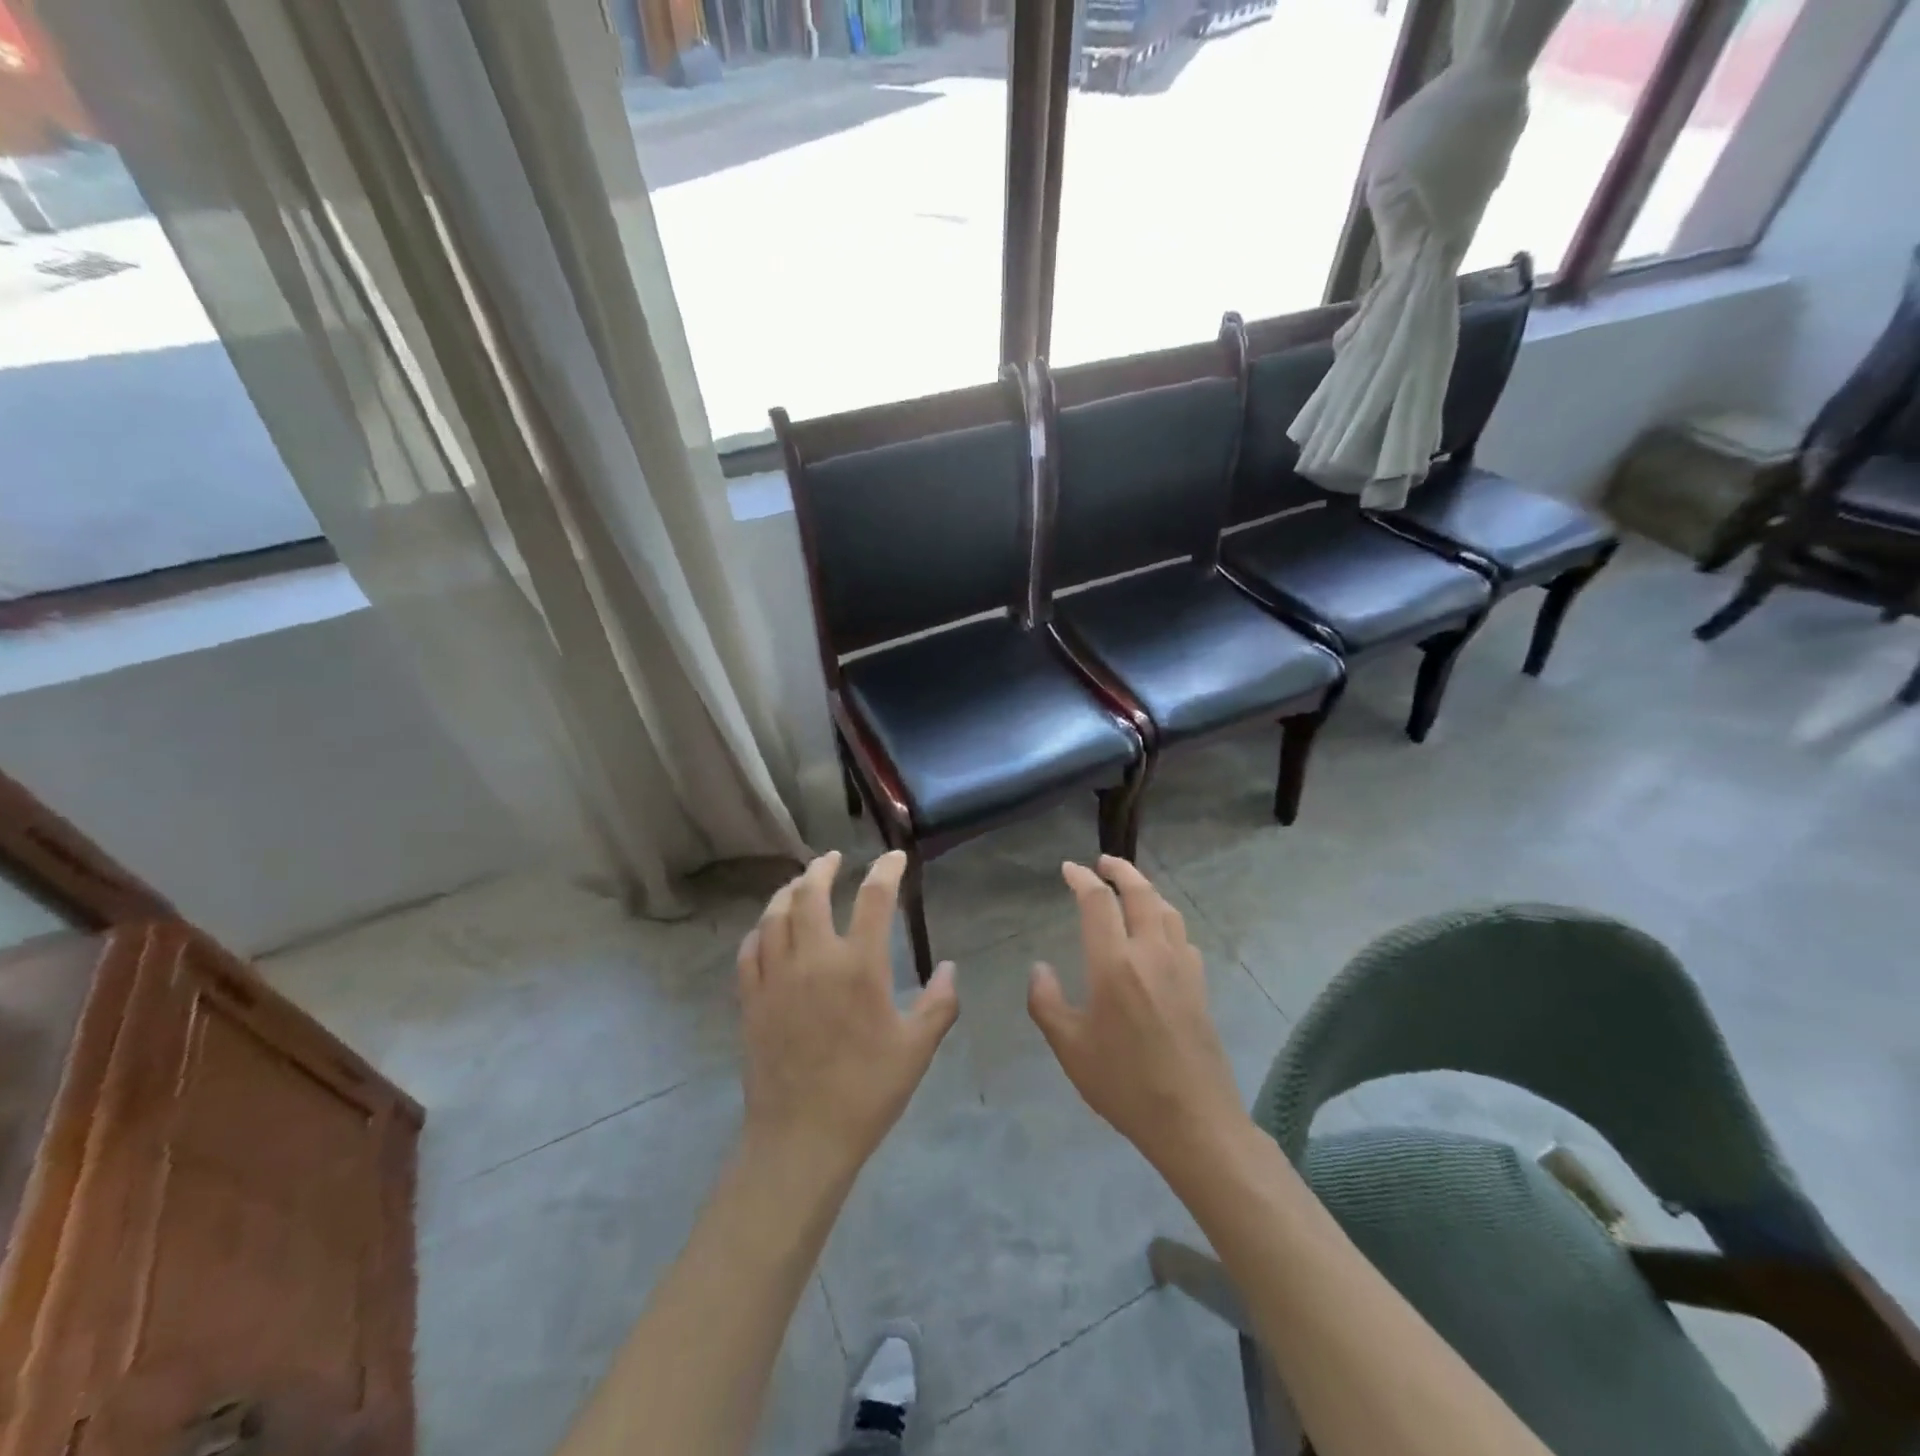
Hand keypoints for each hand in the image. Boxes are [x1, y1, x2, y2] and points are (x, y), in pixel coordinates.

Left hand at [737, 850, 958, 1182]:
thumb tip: (947, 967)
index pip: (874, 898)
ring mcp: (775, 978)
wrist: (801, 1138)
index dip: (886, 870)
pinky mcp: (751, 1000)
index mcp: (859, 967)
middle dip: (823, 868)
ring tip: (800, 884)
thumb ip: (939, 1003)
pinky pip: (749, 951)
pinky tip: (768, 930)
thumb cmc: (867, 1092)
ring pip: (774, 916)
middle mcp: (813, 959)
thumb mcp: (917, 1049)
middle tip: (833, 858)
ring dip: (788, 892)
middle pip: (810, 893)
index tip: (894, 857)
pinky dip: (760, 930)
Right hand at [1028, 857, 1248, 1174]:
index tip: (1069, 868)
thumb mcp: (1070, 1047)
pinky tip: (1160, 933)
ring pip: (1167, 910)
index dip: (1082, 879)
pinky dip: (1166, 919)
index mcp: (1114, 963)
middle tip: (1104, 861)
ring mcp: (1182, 967)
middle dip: (1121, 870)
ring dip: (1147, 890)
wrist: (1194, 1120)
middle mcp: (1151, 953)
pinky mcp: (1201, 985)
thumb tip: (1039, 966)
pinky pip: (1183, 935)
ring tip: (1131, 888)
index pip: (1098, 902)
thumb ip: (1047, 1001)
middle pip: (1141, 893)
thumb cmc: (1123, 1083)